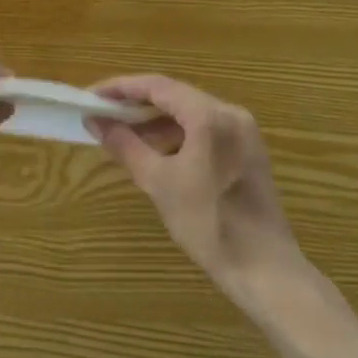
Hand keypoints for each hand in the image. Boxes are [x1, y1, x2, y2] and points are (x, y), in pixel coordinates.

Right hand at [87, 74, 305, 294]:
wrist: (265, 271)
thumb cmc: (208, 224)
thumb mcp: (158, 182)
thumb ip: (124, 144)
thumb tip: (94, 121)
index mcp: (210, 116)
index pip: (157, 86)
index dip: (121, 87)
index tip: (91, 96)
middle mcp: (230, 113)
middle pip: (174, 95)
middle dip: (136, 103)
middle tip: (102, 112)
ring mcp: (243, 132)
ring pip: (189, 113)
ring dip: (155, 120)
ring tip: (121, 132)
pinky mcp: (247, 151)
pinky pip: (204, 129)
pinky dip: (176, 134)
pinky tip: (154, 150)